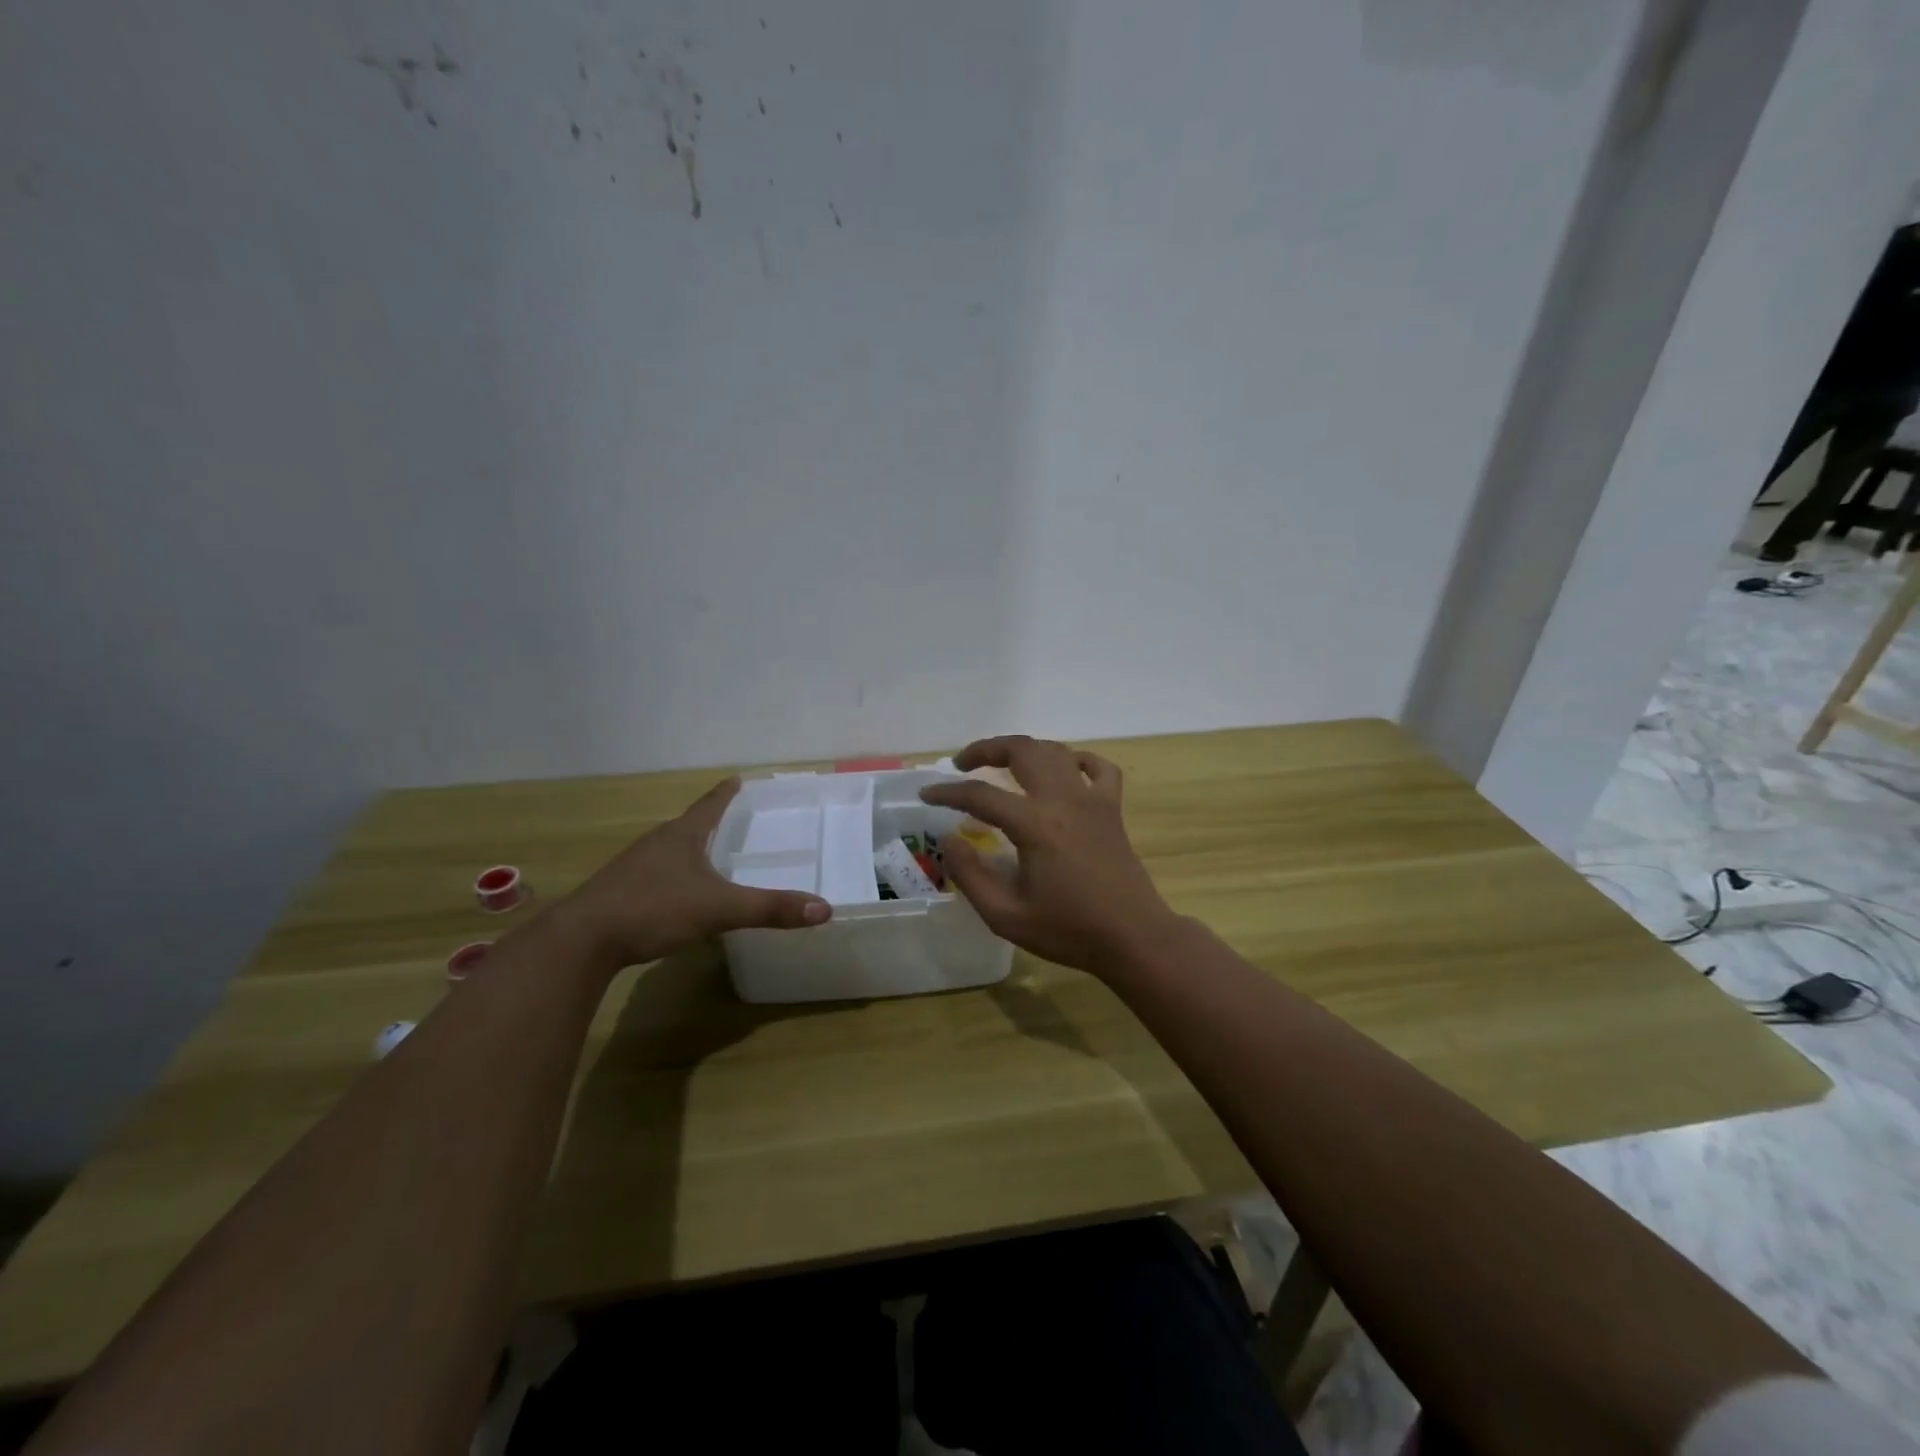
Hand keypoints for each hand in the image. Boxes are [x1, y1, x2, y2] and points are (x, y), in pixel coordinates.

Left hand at [558, 778, 830, 967]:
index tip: (740, 778)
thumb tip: (824, 909)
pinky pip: (658, 875)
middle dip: (714, 821)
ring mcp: (635, 867)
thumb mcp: (719, 909)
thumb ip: (770, 909)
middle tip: (740, 821)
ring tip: (715, 855)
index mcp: (682, 835)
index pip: (711, 803)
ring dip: (694, 849)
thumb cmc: (653, 908)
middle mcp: (658, 843)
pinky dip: (678, 876)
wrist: (581, 941)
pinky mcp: (621, 892)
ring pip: (673, 850)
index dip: (727, 792)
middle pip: (691, 824)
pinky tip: (684, 894)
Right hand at [919, 736, 1178, 972]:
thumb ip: (970, 875)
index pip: (980, 795)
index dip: (947, 792)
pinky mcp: (1112, 809)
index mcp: (1034, 824)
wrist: (1133, 938)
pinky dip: (1077, 760)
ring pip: (1055, 751)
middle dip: (986, 748)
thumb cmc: (1068, 930)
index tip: (926, 794)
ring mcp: (1092, 800)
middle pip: (1022, 750)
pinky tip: (1063, 771)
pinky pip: (1098, 767)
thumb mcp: (1006, 915)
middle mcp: (1063, 799)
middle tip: (963, 764)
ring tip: (1003, 763)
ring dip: (1025, 749)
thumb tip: (949, 840)